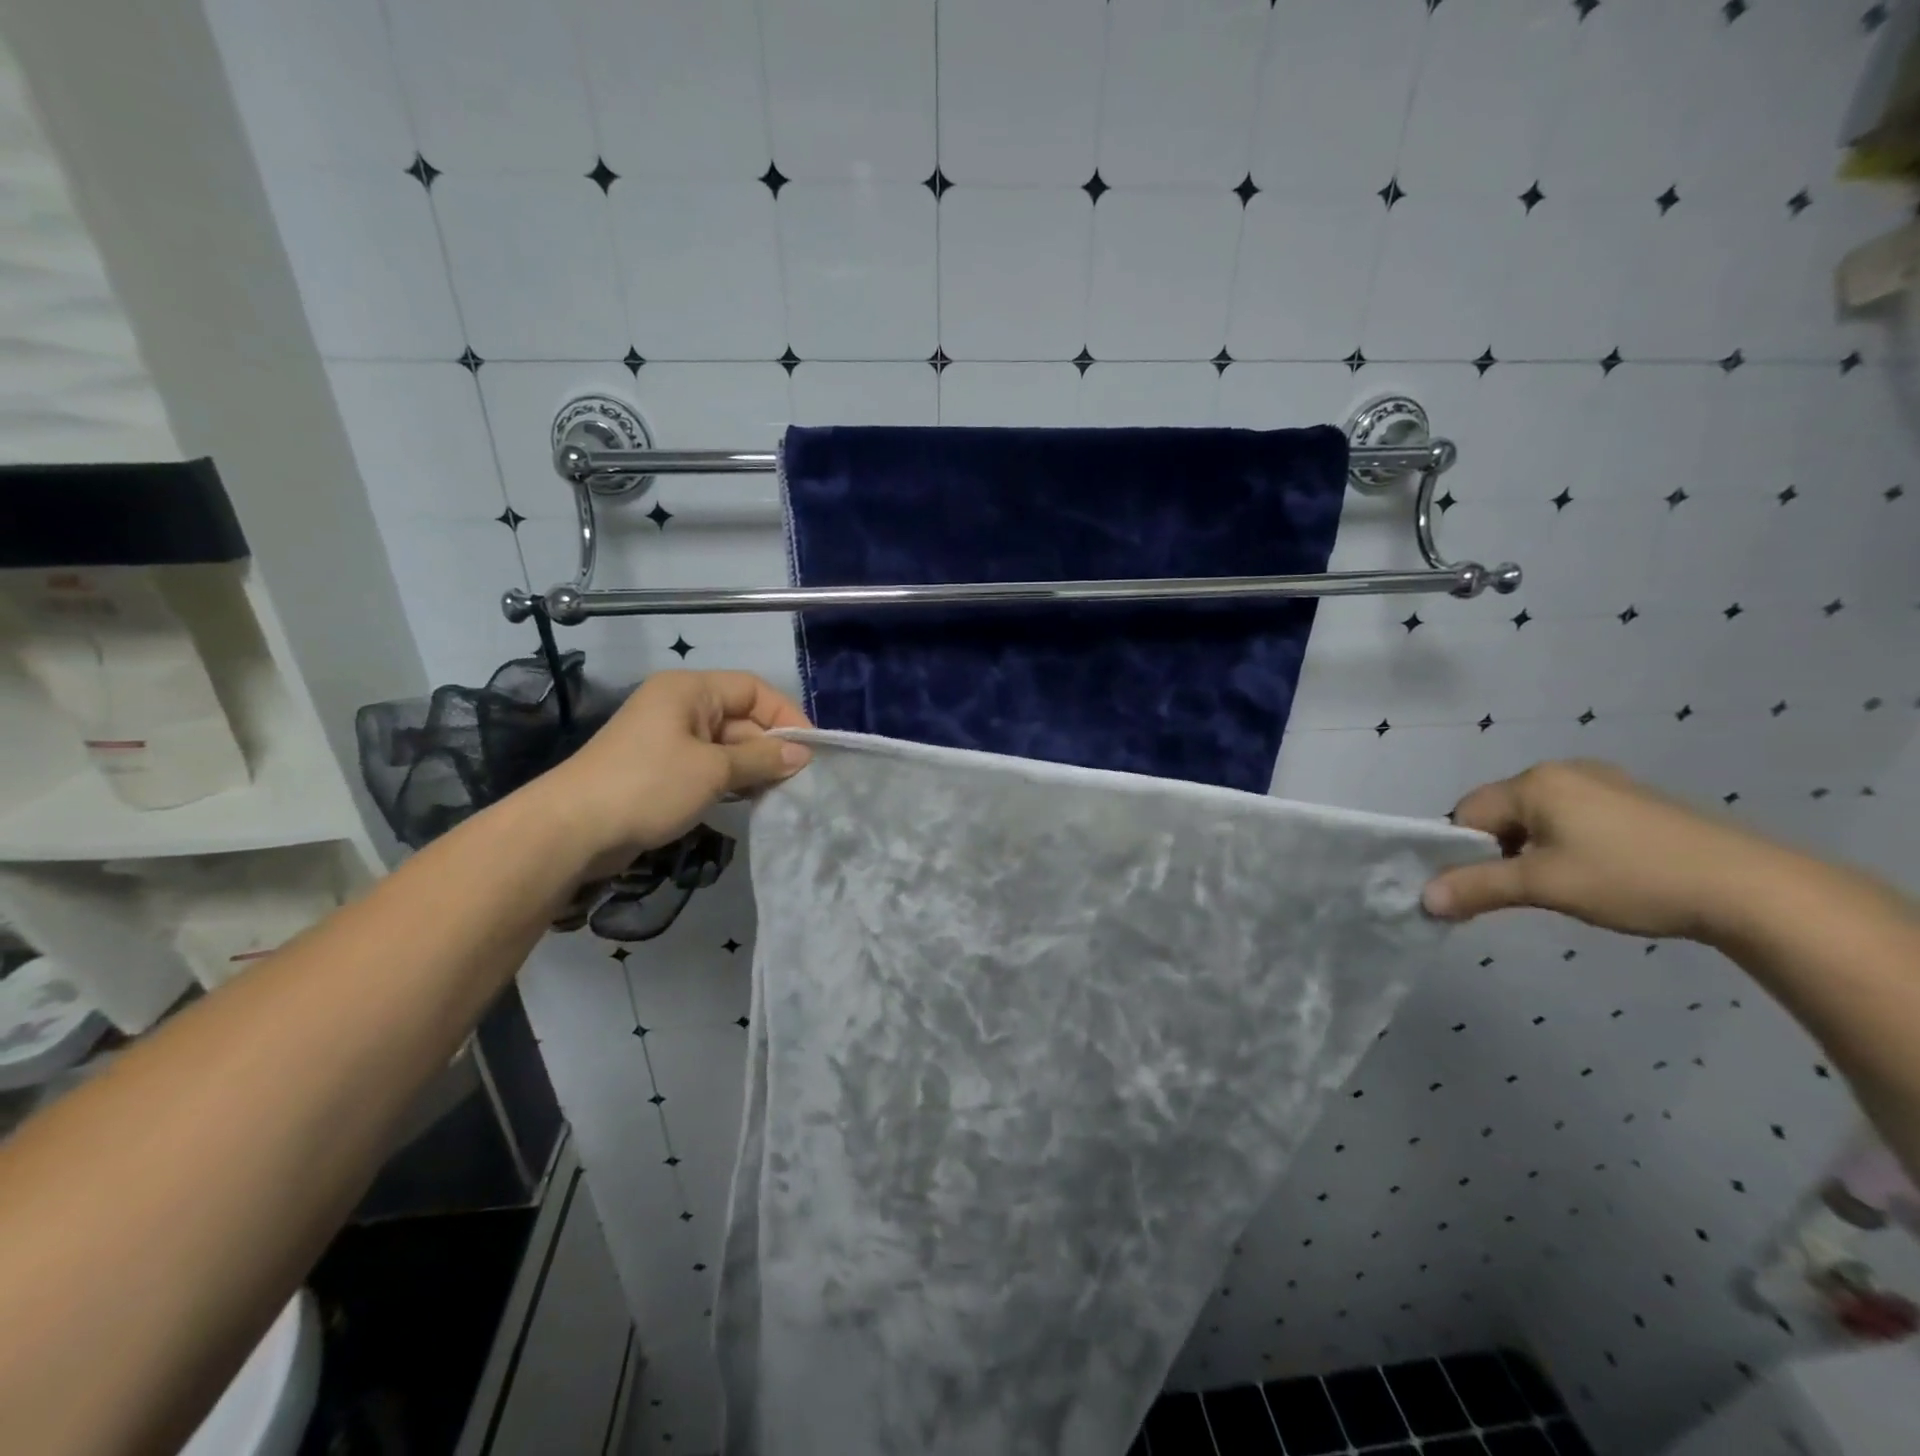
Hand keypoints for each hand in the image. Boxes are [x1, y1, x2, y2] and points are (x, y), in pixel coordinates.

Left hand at [537, 670, 810, 868]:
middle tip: (799, 780)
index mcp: (690, 690)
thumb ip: (762, 759)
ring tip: (781, 792)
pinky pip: (708, 767)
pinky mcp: (661, 770)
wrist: (572, 829)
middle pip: (741, 718)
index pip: (753, 690)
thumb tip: (803, 755)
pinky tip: (751, 800)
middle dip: (770, 746)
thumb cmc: (648, 785)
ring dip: (753, 767)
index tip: (811, 749)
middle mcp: (680, 707)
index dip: (786, 714)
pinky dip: (731, 780)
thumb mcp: (714, 770)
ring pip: (727, 745)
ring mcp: (669, 739)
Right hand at [1422, 759, 1789, 942]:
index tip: (1482, 888)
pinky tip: (1598, 873)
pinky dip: (1568, 845)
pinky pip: (1575, 818)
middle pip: (1501, 813)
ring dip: (1533, 851)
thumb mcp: (1543, 886)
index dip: (1463, 852)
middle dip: (1498, 851)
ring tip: (1563, 886)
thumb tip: (1423, 899)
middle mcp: (1564, 771)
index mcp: (1535, 782)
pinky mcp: (1637, 802)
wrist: (1753, 889)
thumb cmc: (1631, 878)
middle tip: (1523, 890)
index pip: (1466, 813)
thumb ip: (1477, 888)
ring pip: (1538, 818)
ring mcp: (1605, 783)